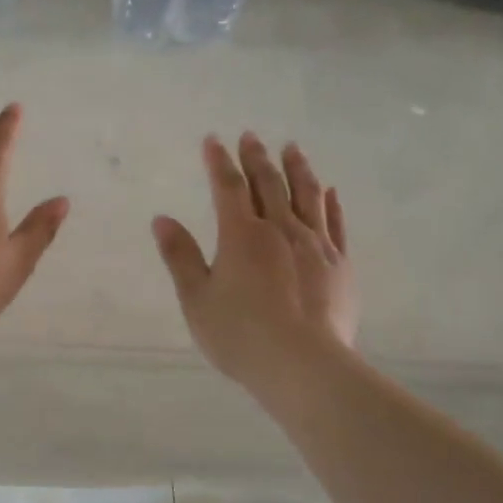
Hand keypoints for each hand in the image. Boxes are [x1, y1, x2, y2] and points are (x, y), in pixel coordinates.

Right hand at [152, 134, 357, 391]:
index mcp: (242, 235)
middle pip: (269, 184)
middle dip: (257, 158)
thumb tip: (162, 219)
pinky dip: (331, 204)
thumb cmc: (240, 335)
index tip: (213, 140)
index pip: (228, 187)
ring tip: (292, 149)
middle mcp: (281, 230)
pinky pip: (336, 224)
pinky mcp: (340, 265)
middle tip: (251, 136)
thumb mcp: (197, 299)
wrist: (303, 365)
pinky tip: (330, 191)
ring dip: (297, 169)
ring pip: (307, 196)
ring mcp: (316, 245)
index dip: (219, 162)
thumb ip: (181, 256)